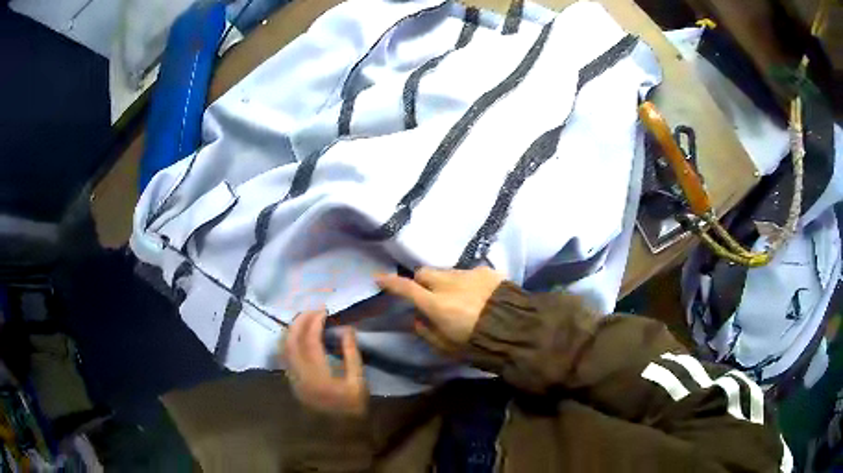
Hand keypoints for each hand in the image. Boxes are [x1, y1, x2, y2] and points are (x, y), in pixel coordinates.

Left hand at [282, 310, 366, 416]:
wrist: (341, 432)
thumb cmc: (353, 408)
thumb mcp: (359, 382)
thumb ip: (351, 354)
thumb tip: (346, 328)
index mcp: (318, 376)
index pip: (310, 341)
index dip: (315, 322)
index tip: (325, 311)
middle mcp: (299, 376)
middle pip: (291, 341)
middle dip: (300, 321)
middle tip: (313, 310)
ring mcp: (292, 379)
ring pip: (283, 347)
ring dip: (291, 329)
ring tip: (305, 319)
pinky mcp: (291, 382)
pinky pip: (284, 355)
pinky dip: (288, 341)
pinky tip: (298, 336)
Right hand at [376, 267, 503, 350]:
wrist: (517, 329)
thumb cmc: (477, 345)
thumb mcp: (447, 347)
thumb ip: (426, 332)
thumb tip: (417, 318)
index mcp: (436, 304)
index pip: (406, 288)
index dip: (390, 283)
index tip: (379, 278)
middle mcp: (449, 283)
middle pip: (424, 272)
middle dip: (421, 282)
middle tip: (428, 295)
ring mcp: (468, 274)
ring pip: (446, 271)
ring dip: (444, 281)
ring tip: (456, 297)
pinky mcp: (486, 271)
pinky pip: (467, 272)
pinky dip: (465, 282)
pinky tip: (477, 295)